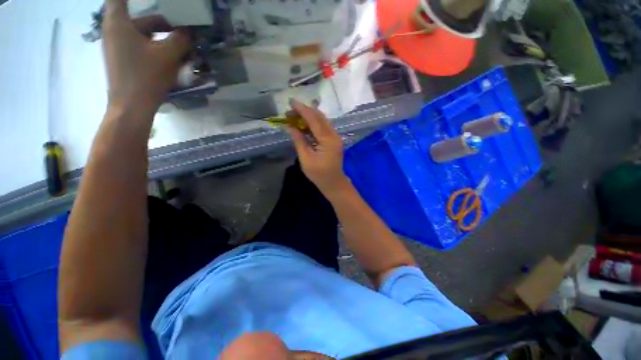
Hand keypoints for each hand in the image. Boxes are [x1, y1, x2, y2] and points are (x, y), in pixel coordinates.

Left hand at [102, 0, 190, 114]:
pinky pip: (143, 47)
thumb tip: (190, 32)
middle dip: (164, 23)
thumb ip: (181, 40)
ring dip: (164, 39)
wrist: (132, 107)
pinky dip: (158, 49)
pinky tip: (173, 60)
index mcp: (119, 23)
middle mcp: (115, 31)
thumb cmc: (146, 77)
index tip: (160, 6)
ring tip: (184, 49)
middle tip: (184, 32)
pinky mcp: (125, 60)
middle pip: (141, 18)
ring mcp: (119, 47)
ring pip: (144, 34)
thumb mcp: (168, 55)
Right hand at [287, 99, 348, 195]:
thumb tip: (290, 126)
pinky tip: (303, 125)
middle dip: (304, 111)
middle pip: (319, 117)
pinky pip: (323, 127)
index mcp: (328, 140)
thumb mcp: (306, 159)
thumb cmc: (319, 174)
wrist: (333, 183)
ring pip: (321, 121)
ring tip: (294, 117)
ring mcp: (335, 137)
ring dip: (308, 117)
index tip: (291, 102)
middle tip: (290, 111)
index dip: (302, 110)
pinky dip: (313, 124)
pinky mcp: (333, 140)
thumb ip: (299, 141)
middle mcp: (334, 135)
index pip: (314, 120)